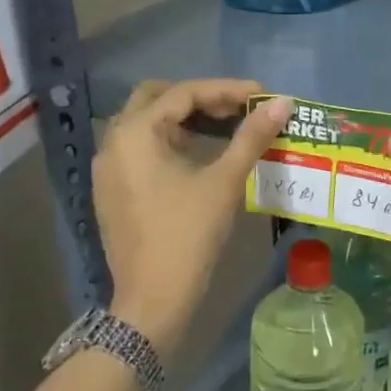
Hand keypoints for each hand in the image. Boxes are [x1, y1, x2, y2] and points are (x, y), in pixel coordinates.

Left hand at [94, 80, 292, 356]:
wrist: (152, 301)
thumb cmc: (188, 235)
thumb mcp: (224, 181)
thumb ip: (252, 136)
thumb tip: (282, 103)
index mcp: (135, 133)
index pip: (184, 93)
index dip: (226, 89)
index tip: (261, 94)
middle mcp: (113, 142)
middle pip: (156, 98)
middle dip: (198, 97)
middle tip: (236, 107)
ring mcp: (108, 168)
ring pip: (146, 123)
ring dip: (183, 118)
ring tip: (224, 126)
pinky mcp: (112, 189)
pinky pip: (140, 147)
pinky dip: (169, 140)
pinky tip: (199, 153)